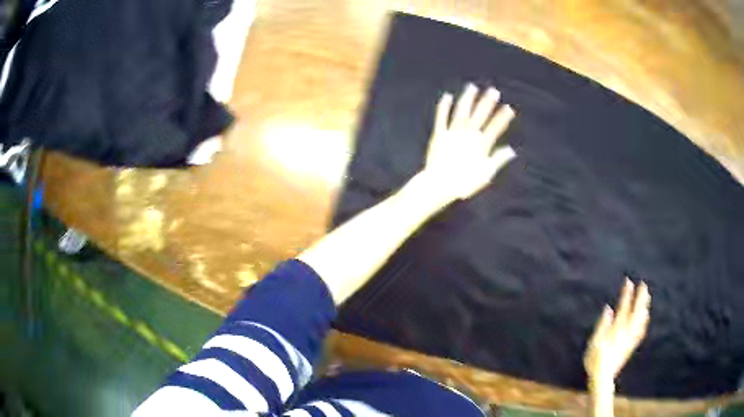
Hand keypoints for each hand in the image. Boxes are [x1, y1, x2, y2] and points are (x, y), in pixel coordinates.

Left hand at [420, 84, 516, 202]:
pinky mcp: (439, 134)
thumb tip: (511, 151)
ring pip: (462, 111)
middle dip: (487, 102)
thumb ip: (498, 159)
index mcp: (481, 144)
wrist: (440, 183)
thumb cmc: (464, 182)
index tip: (509, 108)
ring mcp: (453, 133)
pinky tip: (447, 96)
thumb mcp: (486, 174)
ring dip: (468, 98)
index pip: (495, 127)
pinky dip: (444, 106)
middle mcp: (468, 135)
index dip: (502, 118)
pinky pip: (442, 117)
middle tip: (493, 90)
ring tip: (472, 87)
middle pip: (480, 115)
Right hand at [584, 279, 650, 387]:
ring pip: (641, 320)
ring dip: (644, 307)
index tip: (628, 281)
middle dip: (640, 297)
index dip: (626, 294)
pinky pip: (641, 331)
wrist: (603, 377)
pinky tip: (646, 317)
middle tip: (644, 284)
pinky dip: (644, 322)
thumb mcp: (594, 343)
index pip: (624, 307)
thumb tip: (608, 309)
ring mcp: (630, 339)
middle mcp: (626, 332)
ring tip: (647, 297)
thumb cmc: (595, 360)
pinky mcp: (632, 345)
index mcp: (617, 329)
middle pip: (636, 311)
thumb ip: (602, 325)